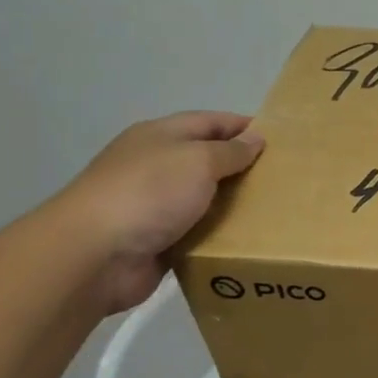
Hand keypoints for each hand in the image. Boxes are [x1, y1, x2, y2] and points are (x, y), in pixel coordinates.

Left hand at [47, 111, 265, 313]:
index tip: (280, 139)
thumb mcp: (198, 160)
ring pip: (204, 199)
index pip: (210, 121)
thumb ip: (230, 151)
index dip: (244, 126)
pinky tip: (247, 240)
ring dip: (233, 205)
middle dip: (242, 167)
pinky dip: (218, 235)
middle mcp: (155, 165)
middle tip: (284, 178)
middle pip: (207, 160)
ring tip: (274, 210)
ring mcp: (153, 205)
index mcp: (160, 136)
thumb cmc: (149, 193)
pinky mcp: (155, 240)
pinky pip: (196, 232)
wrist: (93, 255)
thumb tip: (255, 140)